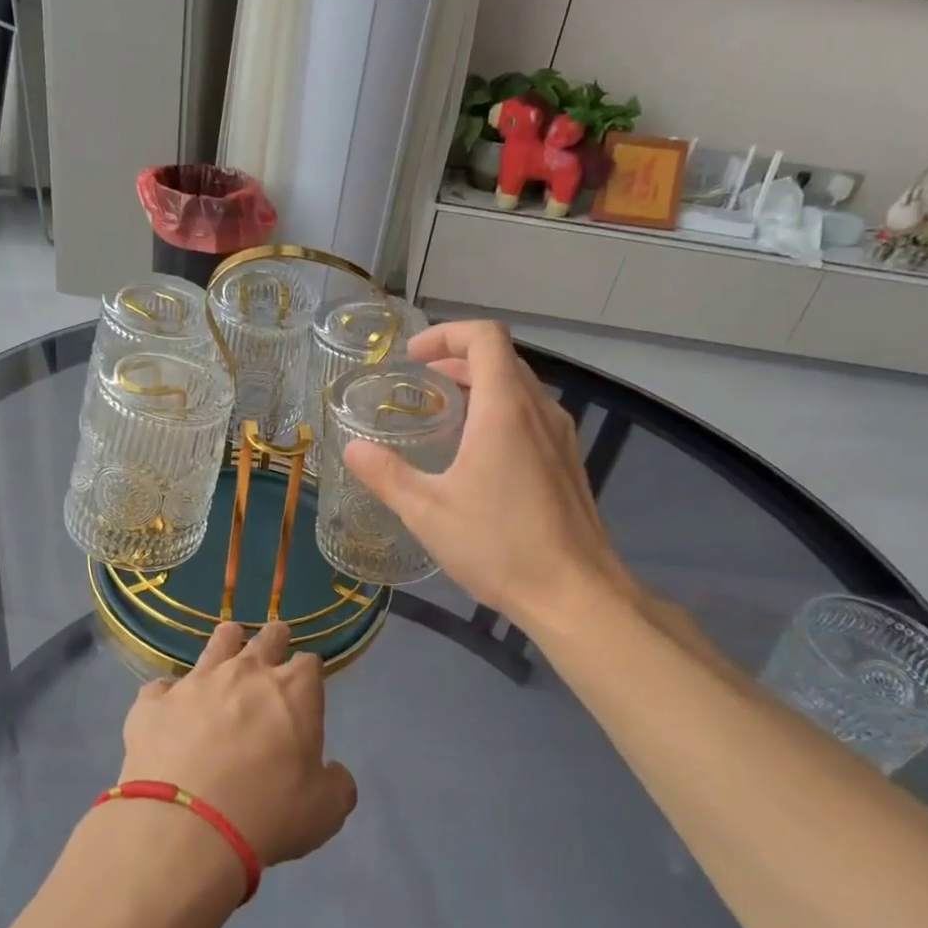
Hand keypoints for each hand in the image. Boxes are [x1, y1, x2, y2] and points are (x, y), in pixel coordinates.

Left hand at [119, 622, 356, 867]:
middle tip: (276, 636)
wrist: (185, 826)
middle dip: (274, 638)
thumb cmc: (267, 814)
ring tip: (228, 637)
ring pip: (215, 646)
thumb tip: (334, 772)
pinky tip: (167, 705)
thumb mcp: (324, 812)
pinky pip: (161, 687)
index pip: (309, 664)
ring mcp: (195, 683)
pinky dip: (168, 695)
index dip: (308, 672)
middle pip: (265, 640)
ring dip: (225, 642)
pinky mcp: (153, 702)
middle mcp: (245, 673)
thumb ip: (337, 785)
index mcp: (293, 692)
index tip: (307, 680)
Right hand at [342, 319, 637, 630]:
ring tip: (444, 413)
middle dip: (458, 358)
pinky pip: (532, 415)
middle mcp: (539, 411)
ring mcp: (560, 437)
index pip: (485, 337)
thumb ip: (387, 475)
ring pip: (520, 387)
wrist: (574, 593)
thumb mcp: (428, 511)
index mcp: (504, 409)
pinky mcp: (568, 462)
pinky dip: (500, 411)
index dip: (446, 334)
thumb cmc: (499, 545)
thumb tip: (353, 448)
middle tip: (420, 382)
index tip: (414, 358)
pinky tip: (478, 453)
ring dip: (481, 385)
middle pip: (502, 358)